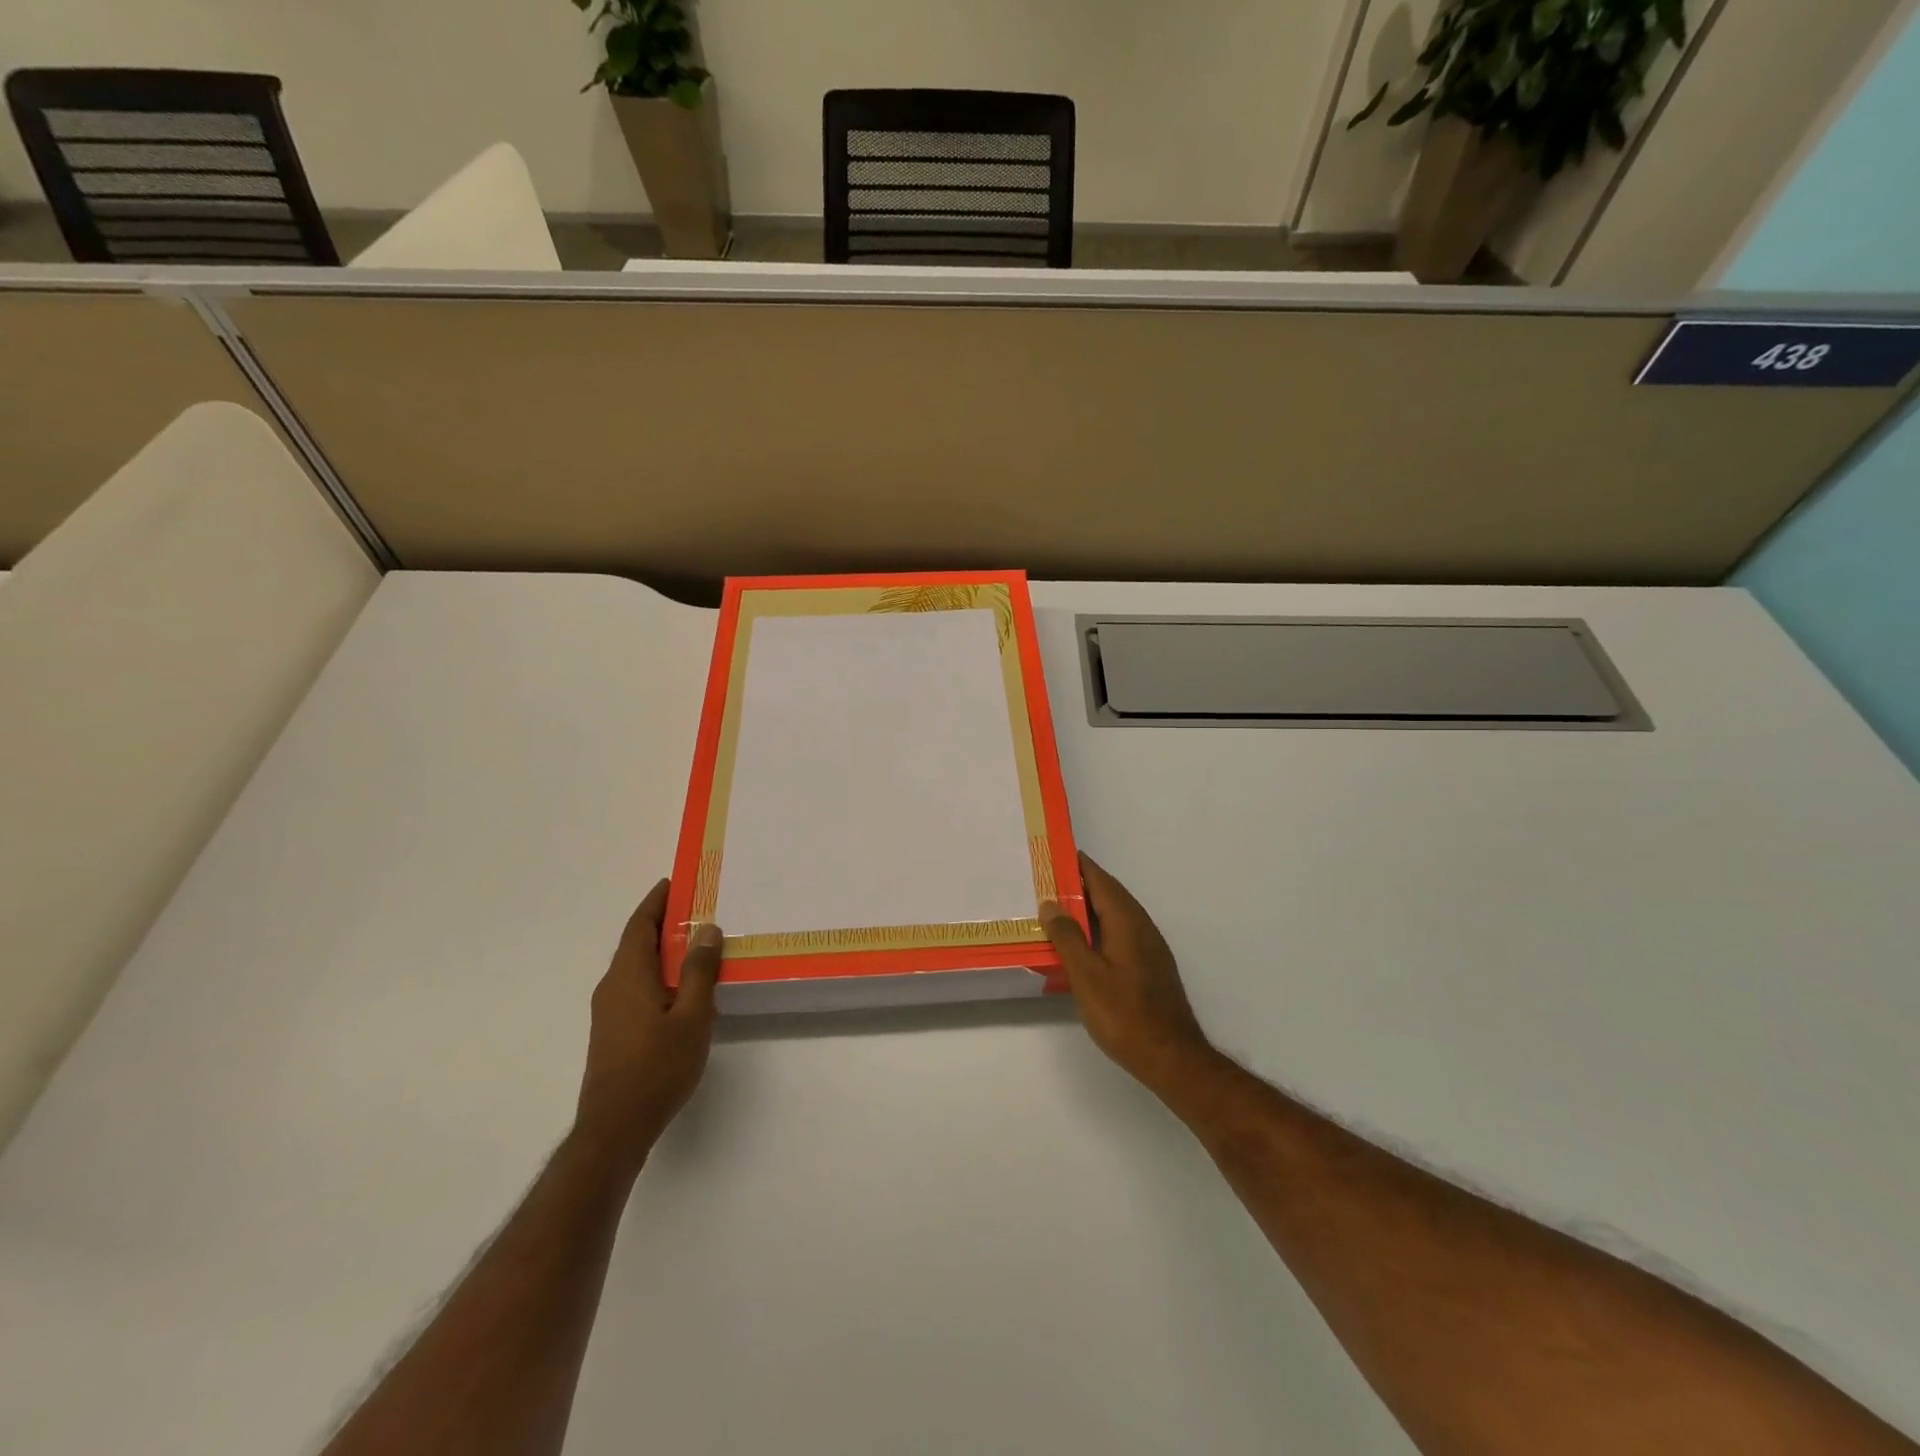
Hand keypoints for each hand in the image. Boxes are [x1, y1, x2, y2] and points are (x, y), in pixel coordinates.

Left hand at [573, 879, 722, 1175]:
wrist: (615, 1128)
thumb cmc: (657, 1066)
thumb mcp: (692, 1015)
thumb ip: (698, 970)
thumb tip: (705, 929)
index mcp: (628, 975)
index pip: (639, 925)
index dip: (656, 901)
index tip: (675, 882)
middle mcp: (612, 986)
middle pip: (636, 943)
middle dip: (662, 922)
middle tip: (696, 909)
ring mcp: (609, 1011)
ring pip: (636, 967)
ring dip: (661, 950)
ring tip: (696, 944)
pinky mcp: (612, 1031)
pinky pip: (636, 986)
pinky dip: (658, 973)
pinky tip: (682, 988)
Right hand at [1042, 855, 1218, 1095]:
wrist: (1171, 1057)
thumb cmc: (1124, 1014)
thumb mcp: (1086, 975)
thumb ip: (1068, 937)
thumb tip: (1051, 904)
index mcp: (1127, 921)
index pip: (1100, 880)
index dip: (1078, 865)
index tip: (1053, 854)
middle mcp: (1141, 926)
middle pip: (1108, 894)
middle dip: (1079, 885)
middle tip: (1046, 882)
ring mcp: (1149, 947)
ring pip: (1114, 915)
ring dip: (1088, 908)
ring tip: (1056, 911)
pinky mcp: (1149, 967)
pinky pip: (1119, 933)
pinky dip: (1098, 929)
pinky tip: (1081, 946)